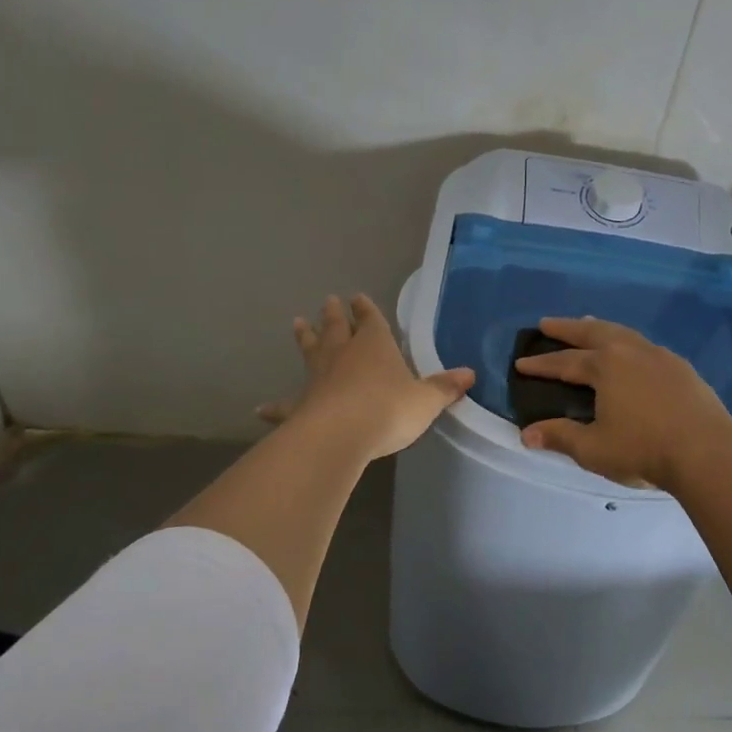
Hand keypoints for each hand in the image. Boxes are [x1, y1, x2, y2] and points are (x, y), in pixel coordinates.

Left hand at [258, 294, 474, 461]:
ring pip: (310, 352)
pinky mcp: (300, 406)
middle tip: (328, 301)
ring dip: (305, 338)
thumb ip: (444, 388)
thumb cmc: (389, 409)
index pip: (370, 320)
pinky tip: (261, 409)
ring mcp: (318, 379)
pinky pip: (286, 404)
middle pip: (336, 329)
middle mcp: (343, 355)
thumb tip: (470, 374)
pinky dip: (275, 407)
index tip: (358, 297)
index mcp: (375, 346)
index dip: (366, 309)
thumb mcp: (426, 400)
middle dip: (334, 315)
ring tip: (297, 323)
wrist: (341, 434)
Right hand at [514, 317, 731, 488]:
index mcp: (605, 367)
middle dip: (567, 328)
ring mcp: (659, 356)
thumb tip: (527, 433)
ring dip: (600, 328)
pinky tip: (631, 352)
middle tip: (547, 323)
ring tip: (588, 325)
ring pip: (622, 333)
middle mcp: (630, 352)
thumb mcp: (594, 448)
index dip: (541, 364)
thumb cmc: (643, 449)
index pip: (564, 362)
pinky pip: (645, 345)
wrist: (706, 450)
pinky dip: (627, 341)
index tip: (521, 362)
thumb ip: (560, 437)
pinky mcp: (681, 367)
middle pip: (592, 333)